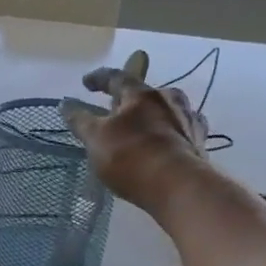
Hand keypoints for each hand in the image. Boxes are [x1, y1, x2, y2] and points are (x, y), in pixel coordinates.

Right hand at [60, 50, 210, 212]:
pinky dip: (170, 134)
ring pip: (167, 111)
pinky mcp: (200, 143)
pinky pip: (181, 132)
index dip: (99, 79)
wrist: (178, 186)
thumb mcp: (96, 139)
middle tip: (118, 109)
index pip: (116, 78)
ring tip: (143, 128)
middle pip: (146, 93)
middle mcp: (169, 100)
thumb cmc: (131, 157)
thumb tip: (65, 104)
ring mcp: (188, 120)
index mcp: (141, 94)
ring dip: (154, 116)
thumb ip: (81, 121)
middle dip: (131, 99)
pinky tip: (167, 144)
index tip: (86, 83)